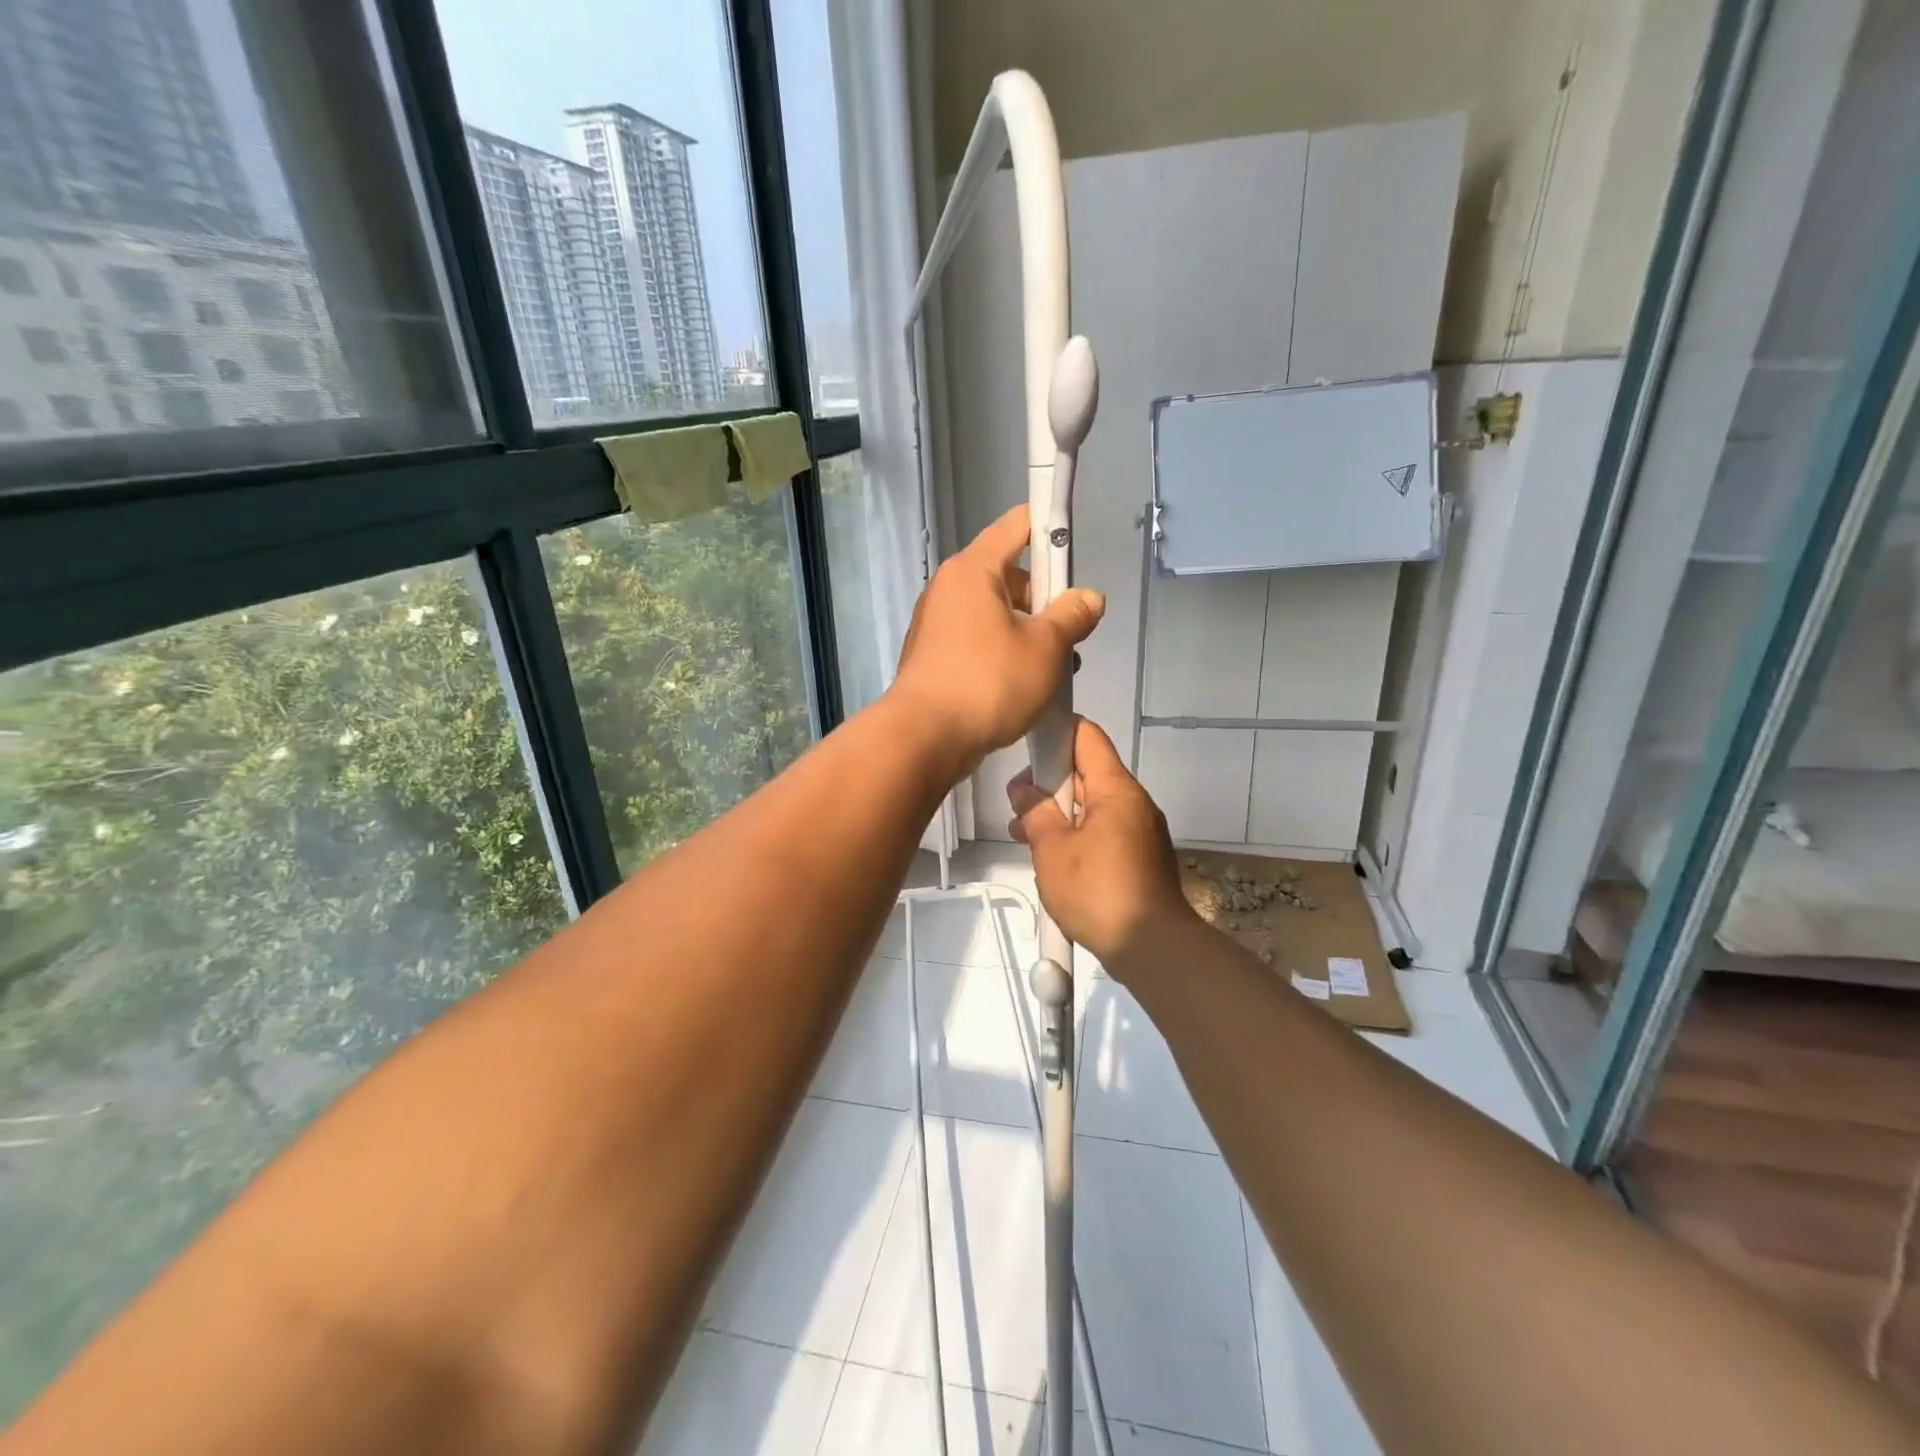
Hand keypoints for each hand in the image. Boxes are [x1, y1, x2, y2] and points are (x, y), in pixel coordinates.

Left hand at [891, 506, 1105, 772]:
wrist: (925, 738)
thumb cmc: (988, 682)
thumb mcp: (1045, 648)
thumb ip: (1072, 616)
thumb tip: (1089, 597)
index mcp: (973, 569)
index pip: (1017, 525)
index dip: (1051, 528)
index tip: (1075, 550)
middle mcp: (949, 588)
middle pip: (1009, 575)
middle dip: (1045, 600)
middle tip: (1069, 636)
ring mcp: (937, 624)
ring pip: (996, 614)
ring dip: (1029, 635)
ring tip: (1054, 672)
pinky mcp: (934, 657)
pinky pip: (978, 642)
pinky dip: (1003, 654)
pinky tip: (1024, 687)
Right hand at [1007, 717, 1196, 970]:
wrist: (1152, 948)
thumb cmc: (1098, 891)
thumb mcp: (1053, 849)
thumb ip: (1035, 812)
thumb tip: (1024, 789)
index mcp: (1115, 789)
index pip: (1086, 736)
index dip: (1055, 733)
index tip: (1025, 750)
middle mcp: (1133, 802)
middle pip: (1087, 772)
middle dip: (1049, 783)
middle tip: (1016, 806)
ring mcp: (1140, 831)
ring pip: (1092, 806)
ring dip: (1059, 814)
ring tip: (1023, 836)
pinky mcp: (1140, 858)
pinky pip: (1103, 831)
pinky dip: (1076, 835)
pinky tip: (1052, 859)